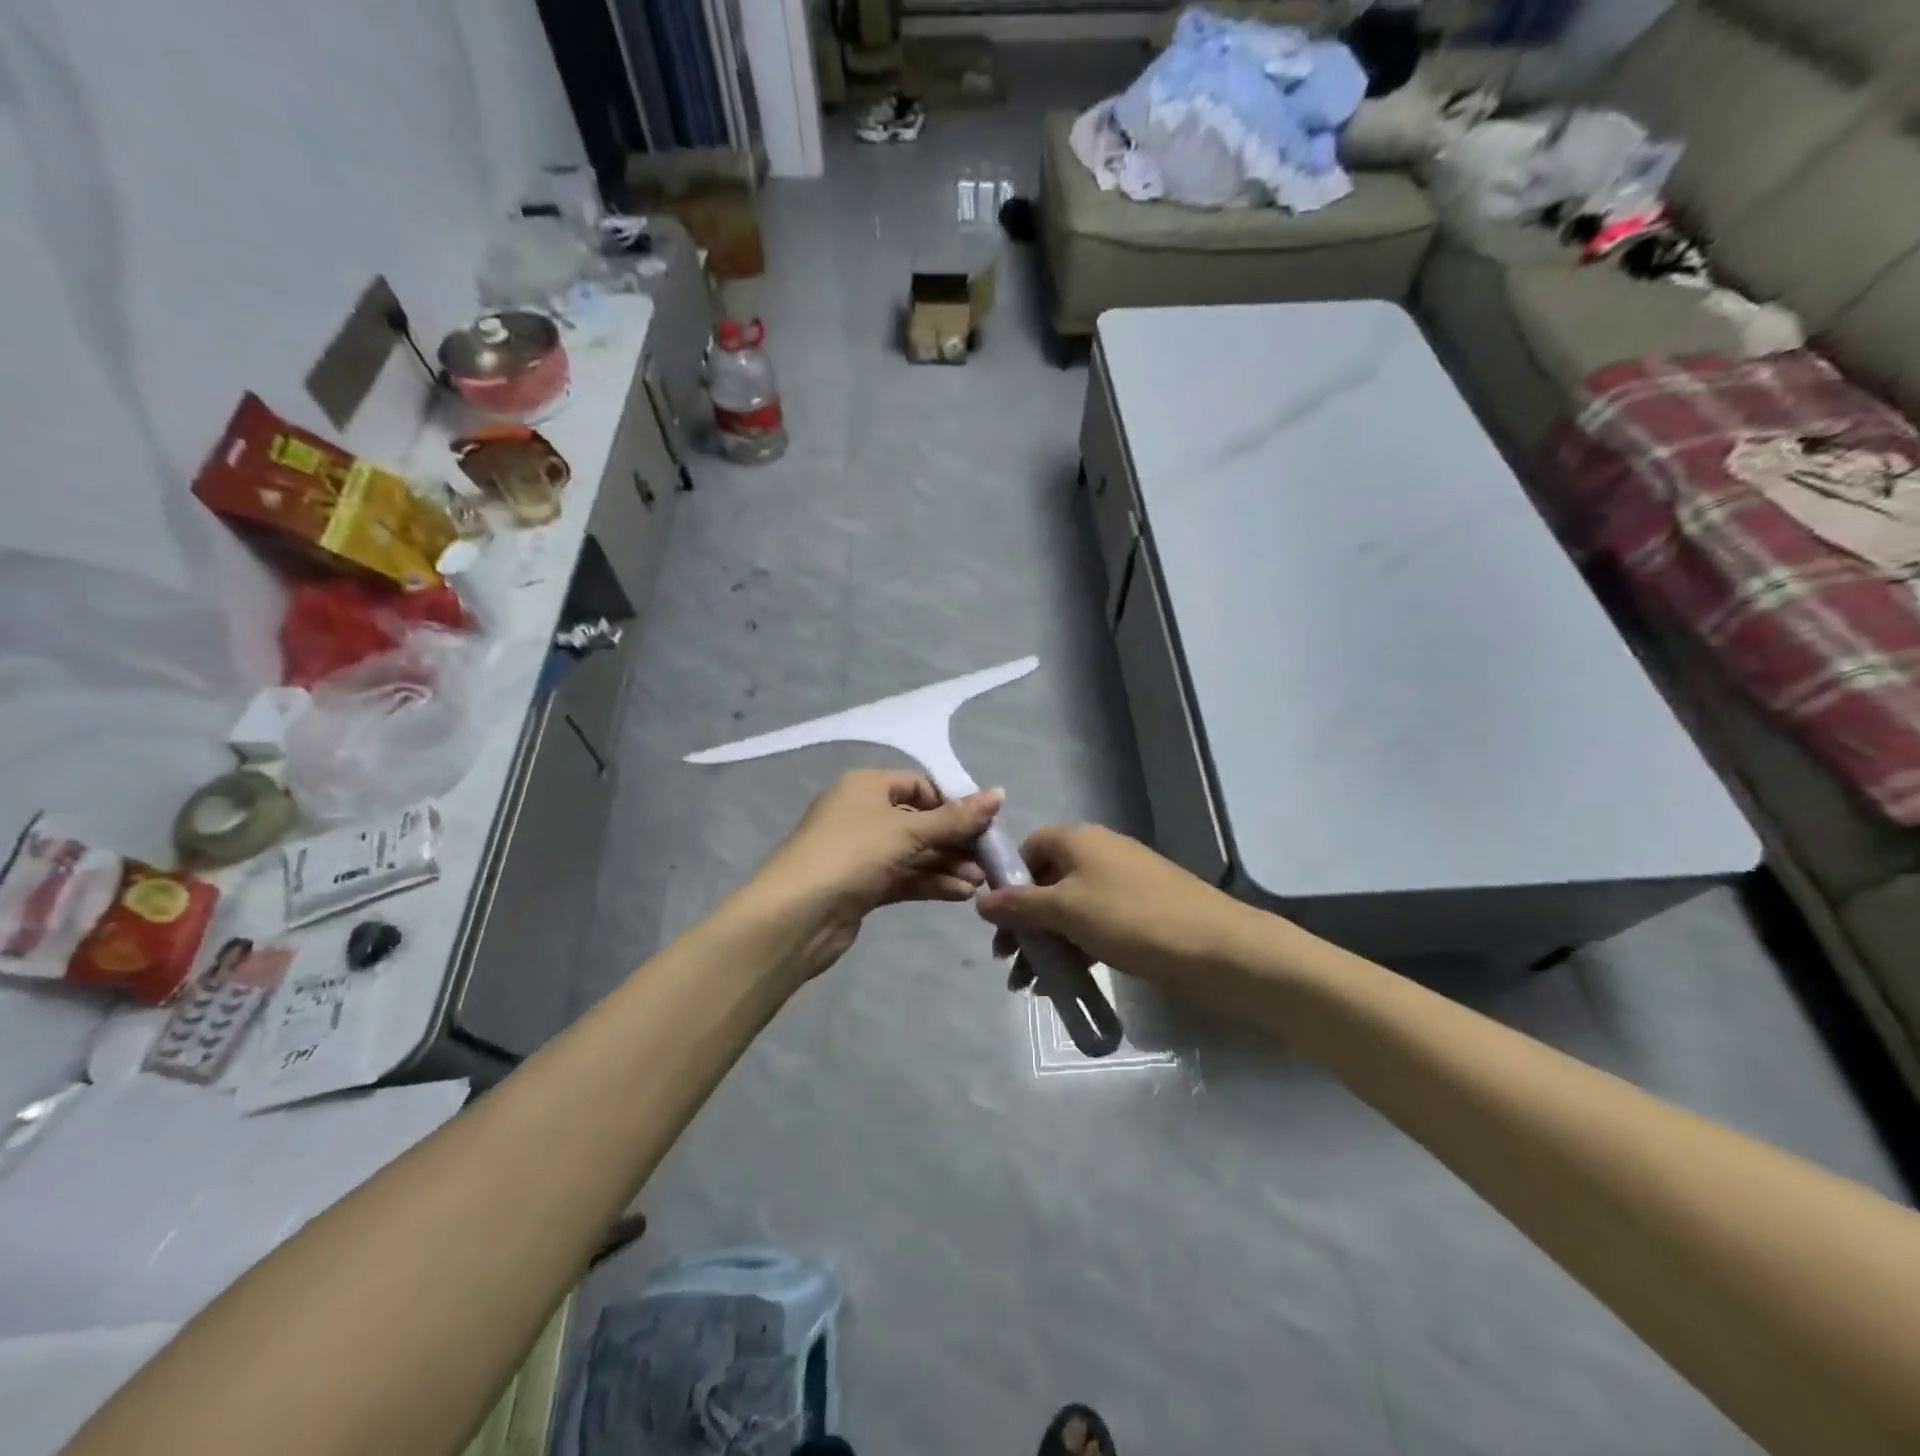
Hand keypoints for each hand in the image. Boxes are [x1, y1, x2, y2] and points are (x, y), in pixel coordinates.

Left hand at [749, 769, 1004, 977]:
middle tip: (989, 859)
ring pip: (914, 852)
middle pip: (920, 820)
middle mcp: (863, 813)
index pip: (919, 785)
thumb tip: (999, 793)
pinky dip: (931, 882)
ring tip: (981, 882)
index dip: (953, 802)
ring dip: (948, 864)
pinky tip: (961, 894)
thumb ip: (955, 818)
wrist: (796, 916)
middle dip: (955, 839)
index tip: (984, 824)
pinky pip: (904, 877)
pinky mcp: (862, 885)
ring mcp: (861, 852)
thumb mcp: (907, 831)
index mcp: (866, 786)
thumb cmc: (852, 855)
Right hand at [973, 824, 1256, 990]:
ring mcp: (1121, 886)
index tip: (997, 919)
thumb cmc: (1131, 919)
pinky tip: (1062, 986)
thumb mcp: (1065, 910)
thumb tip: (980, 900)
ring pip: (1069, 910)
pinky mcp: (1140, 915)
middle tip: (1008, 962)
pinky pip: (1093, 927)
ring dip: (1046, 944)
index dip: (1009, 880)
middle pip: (1046, 882)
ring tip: (1029, 986)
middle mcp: (1098, 855)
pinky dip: (1074, 951)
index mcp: (1078, 840)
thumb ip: (1019, 905)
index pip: (1030, 848)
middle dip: (1023, 922)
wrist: (1216, 949)